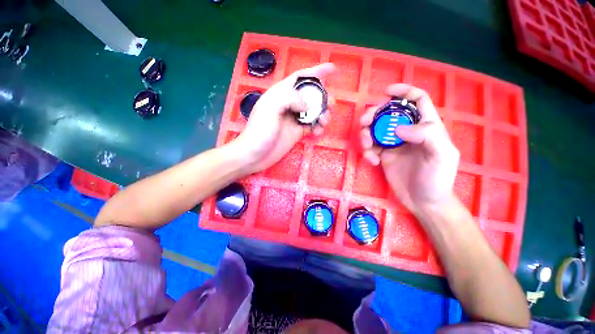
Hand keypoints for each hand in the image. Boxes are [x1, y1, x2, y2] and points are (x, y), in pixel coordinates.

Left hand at [234, 63, 335, 173]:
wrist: (255, 155)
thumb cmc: (260, 131)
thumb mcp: (271, 108)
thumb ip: (290, 99)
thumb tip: (307, 105)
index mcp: (281, 93)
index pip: (300, 77)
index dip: (316, 72)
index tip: (332, 69)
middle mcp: (289, 104)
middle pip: (310, 95)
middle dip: (323, 97)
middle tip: (332, 103)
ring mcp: (293, 119)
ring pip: (313, 111)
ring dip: (323, 114)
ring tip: (325, 121)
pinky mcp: (297, 132)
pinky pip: (311, 126)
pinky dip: (318, 127)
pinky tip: (318, 132)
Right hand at [359, 84, 459, 213]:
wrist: (424, 202)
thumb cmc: (437, 179)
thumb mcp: (442, 155)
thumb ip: (427, 135)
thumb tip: (397, 128)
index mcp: (426, 126)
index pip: (417, 100)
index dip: (404, 91)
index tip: (387, 91)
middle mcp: (408, 132)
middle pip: (388, 114)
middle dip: (374, 115)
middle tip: (364, 123)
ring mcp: (393, 144)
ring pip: (375, 130)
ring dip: (366, 135)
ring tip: (367, 147)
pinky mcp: (383, 156)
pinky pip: (370, 148)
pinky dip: (367, 152)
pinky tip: (372, 161)